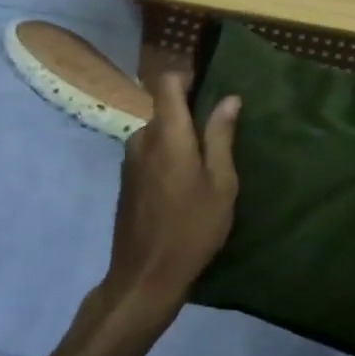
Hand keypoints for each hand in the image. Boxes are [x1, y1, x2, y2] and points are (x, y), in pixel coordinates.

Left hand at [99, 72, 239, 331]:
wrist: (144, 277)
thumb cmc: (192, 228)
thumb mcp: (221, 183)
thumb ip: (221, 136)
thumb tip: (229, 98)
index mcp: (167, 133)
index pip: (167, 82)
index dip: (187, 78)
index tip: (209, 91)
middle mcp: (142, 138)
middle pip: (165, 110)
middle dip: (189, 119)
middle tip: (216, 145)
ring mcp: (129, 160)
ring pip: (157, 134)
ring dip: (178, 143)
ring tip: (202, 172)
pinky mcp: (125, 180)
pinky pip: (148, 154)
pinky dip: (165, 160)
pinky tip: (181, 190)